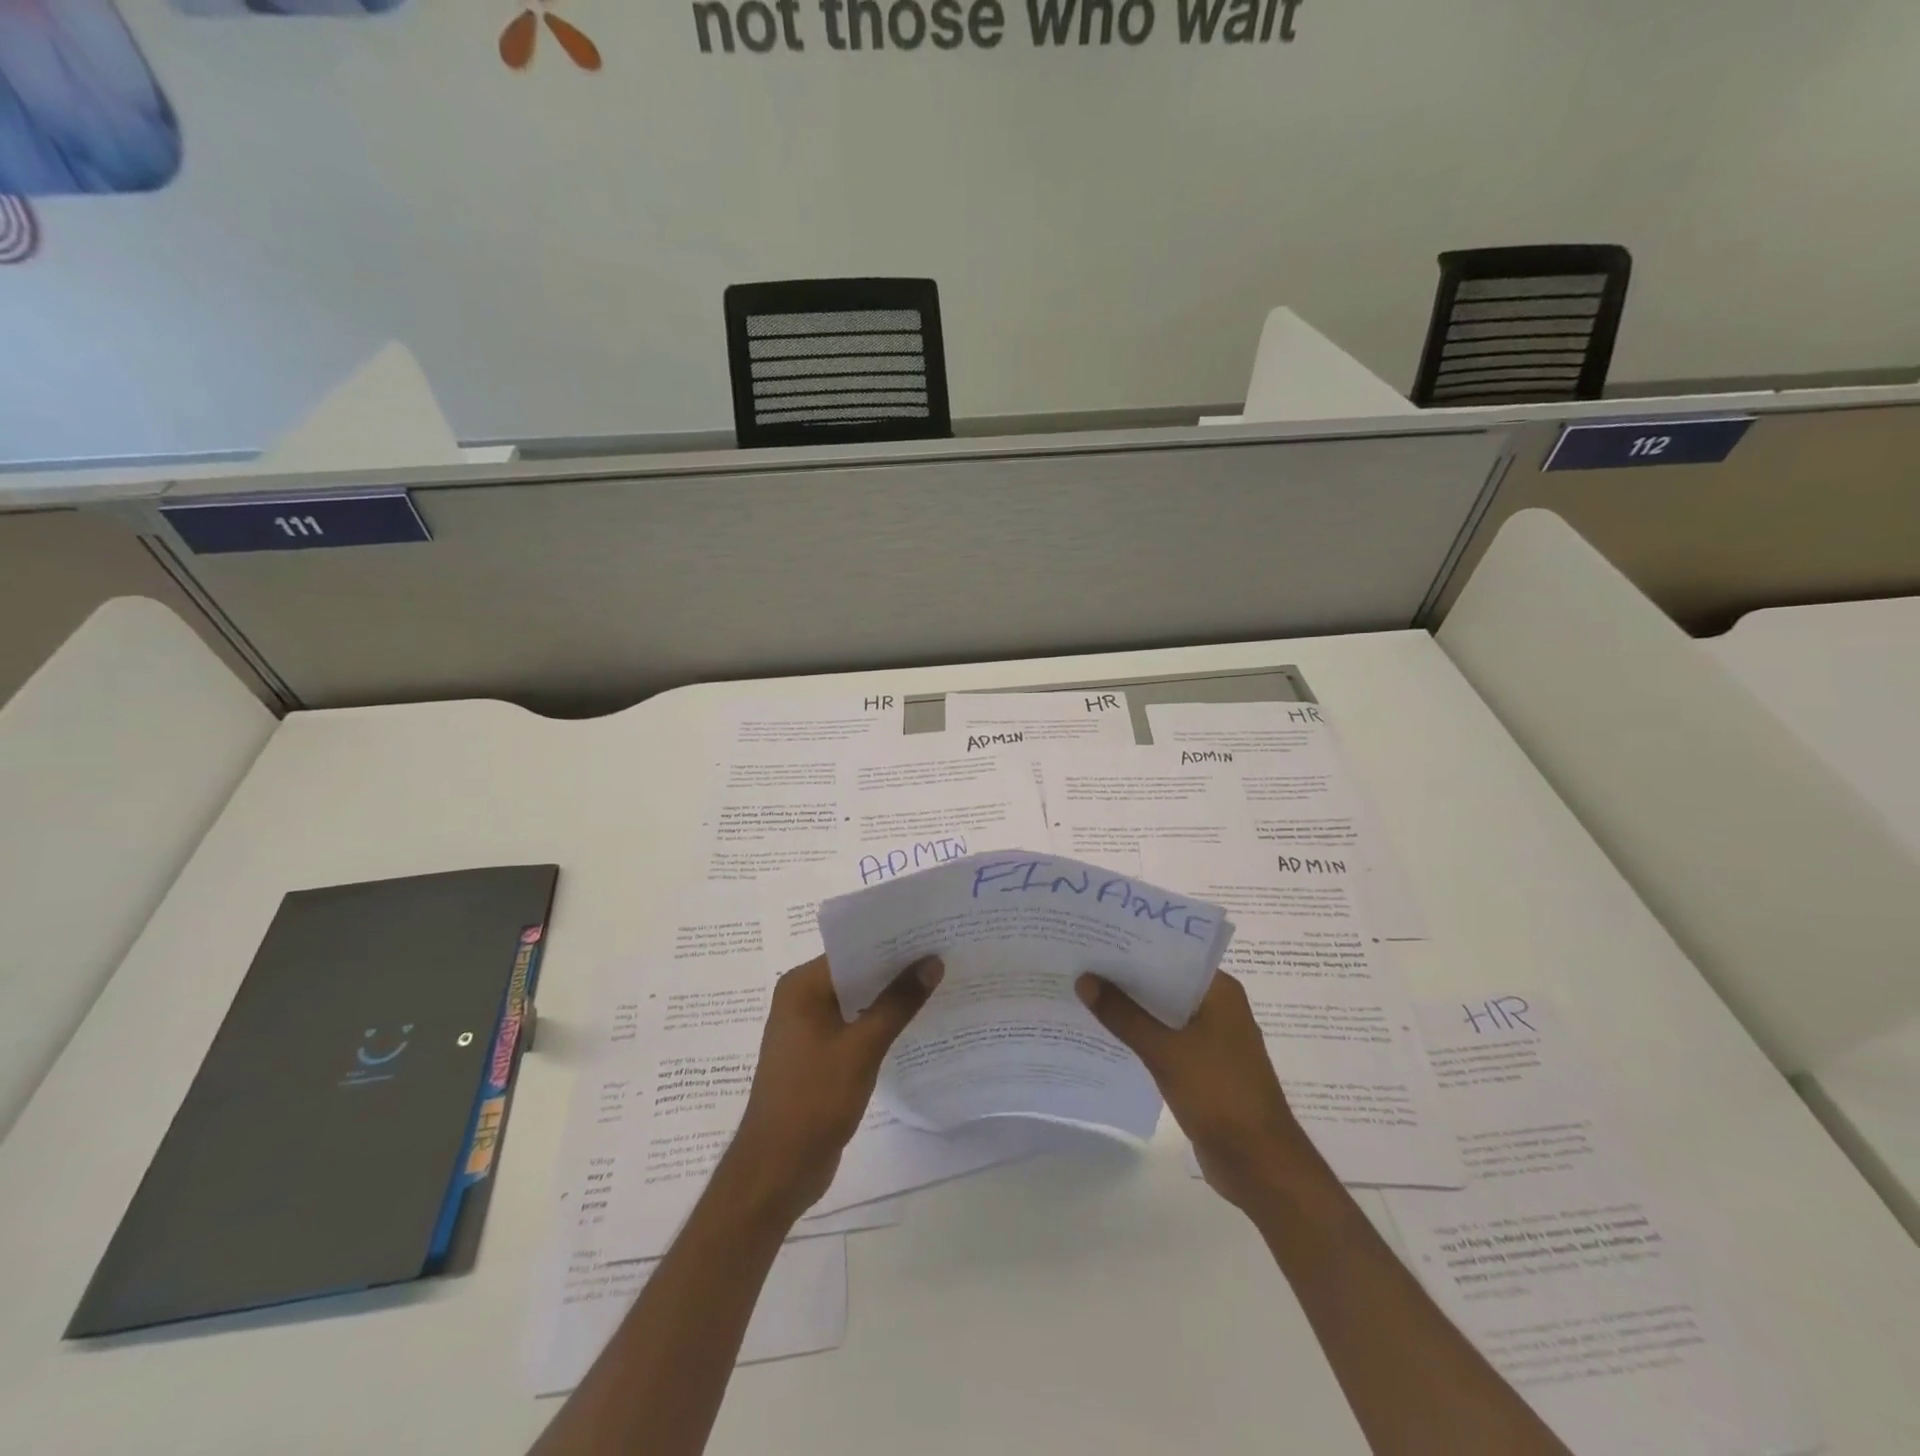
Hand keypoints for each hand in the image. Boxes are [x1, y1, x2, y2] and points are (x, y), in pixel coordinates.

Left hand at [723, 954, 942, 1221]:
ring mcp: (808, 1029)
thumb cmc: (813, 1100)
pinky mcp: (818, 1056)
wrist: (777, 1170)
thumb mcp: (861, 1048)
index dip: (891, 942)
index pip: (852, 949)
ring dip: (890, 997)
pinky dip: (879, 1023)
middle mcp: (801, 1000)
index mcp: (801, 986)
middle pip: (855, 973)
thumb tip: (932, 962)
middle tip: (943, 956)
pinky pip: (854, 1026)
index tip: (932, 934)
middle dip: (896, 968)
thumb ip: (897, 1003)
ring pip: (857, 1001)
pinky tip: (915, 1023)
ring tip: (938, 983)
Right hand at [1077, 969, 1310, 1211]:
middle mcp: (1217, 1006)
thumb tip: (1084, 979)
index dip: (1133, 945)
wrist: (1260, 1165)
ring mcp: (1211, 1038)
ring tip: (1083, 991)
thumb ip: (1123, 1015)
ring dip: (1130, 1006)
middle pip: (1164, 981)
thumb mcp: (1165, 1051)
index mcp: (1219, 991)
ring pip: (1162, 1011)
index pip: (1171, 953)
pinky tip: (1105, 1032)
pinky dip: (1139, 1034)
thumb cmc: (1220, 1095)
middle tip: (1080, 961)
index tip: (1096, 936)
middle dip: (1125, 975)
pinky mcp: (1202, 1066)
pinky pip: (1164, 1038)